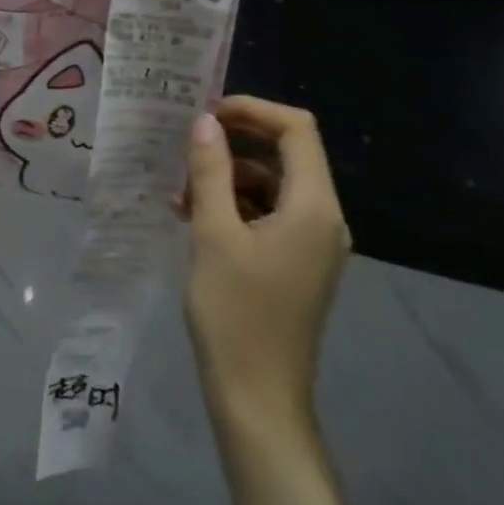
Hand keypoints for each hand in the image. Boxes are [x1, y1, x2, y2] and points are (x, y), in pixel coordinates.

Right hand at [181, 97, 350, 440]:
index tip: (205, 114)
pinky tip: (195, 218)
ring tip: (180, 194)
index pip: (296, 131)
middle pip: (286, 155)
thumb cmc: (235, 312)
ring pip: (272, 185)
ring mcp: (313, 242)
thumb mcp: (213, 234)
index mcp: (313, 207)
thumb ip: (211, 172)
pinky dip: (234, 205)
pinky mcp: (297, 261)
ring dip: (227, 178)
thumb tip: (205, 122)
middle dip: (234, 144)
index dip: (252, 110)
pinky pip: (269, 214)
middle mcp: (323, 218)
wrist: (257, 393)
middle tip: (185, 149)